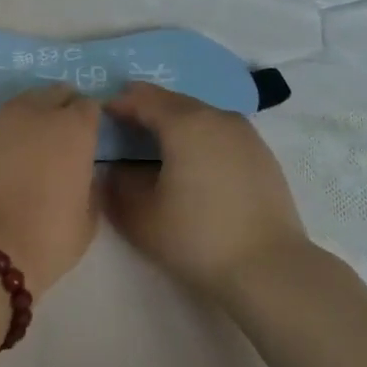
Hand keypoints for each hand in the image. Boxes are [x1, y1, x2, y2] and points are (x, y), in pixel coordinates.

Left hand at [0, 85, 99, 291]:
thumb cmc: (47, 238)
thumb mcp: (88, 218)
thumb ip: (89, 185)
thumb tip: (81, 173)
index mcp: (72, 129)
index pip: (88, 106)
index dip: (89, 119)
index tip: (88, 136)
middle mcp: (34, 114)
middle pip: (52, 94)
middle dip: (59, 108)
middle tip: (58, 136)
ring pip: (16, 107)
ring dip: (25, 120)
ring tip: (24, 149)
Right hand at [103, 83, 312, 302]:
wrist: (268, 269)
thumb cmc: (196, 238)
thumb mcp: (140, 215)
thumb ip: (118, 184)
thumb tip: (115, 168)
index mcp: (186, 124)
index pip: (143, 98)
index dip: (118, 104)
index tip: (98, 118)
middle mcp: (217, 117)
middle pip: (173, 102)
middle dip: (145, 110)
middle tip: (122, 129)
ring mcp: (245, 134)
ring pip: (200, 115)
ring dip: (174, 123)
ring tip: (154, 147)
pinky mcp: (262, 155)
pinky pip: (220, 133)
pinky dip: (199, 138)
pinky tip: (191, 164)